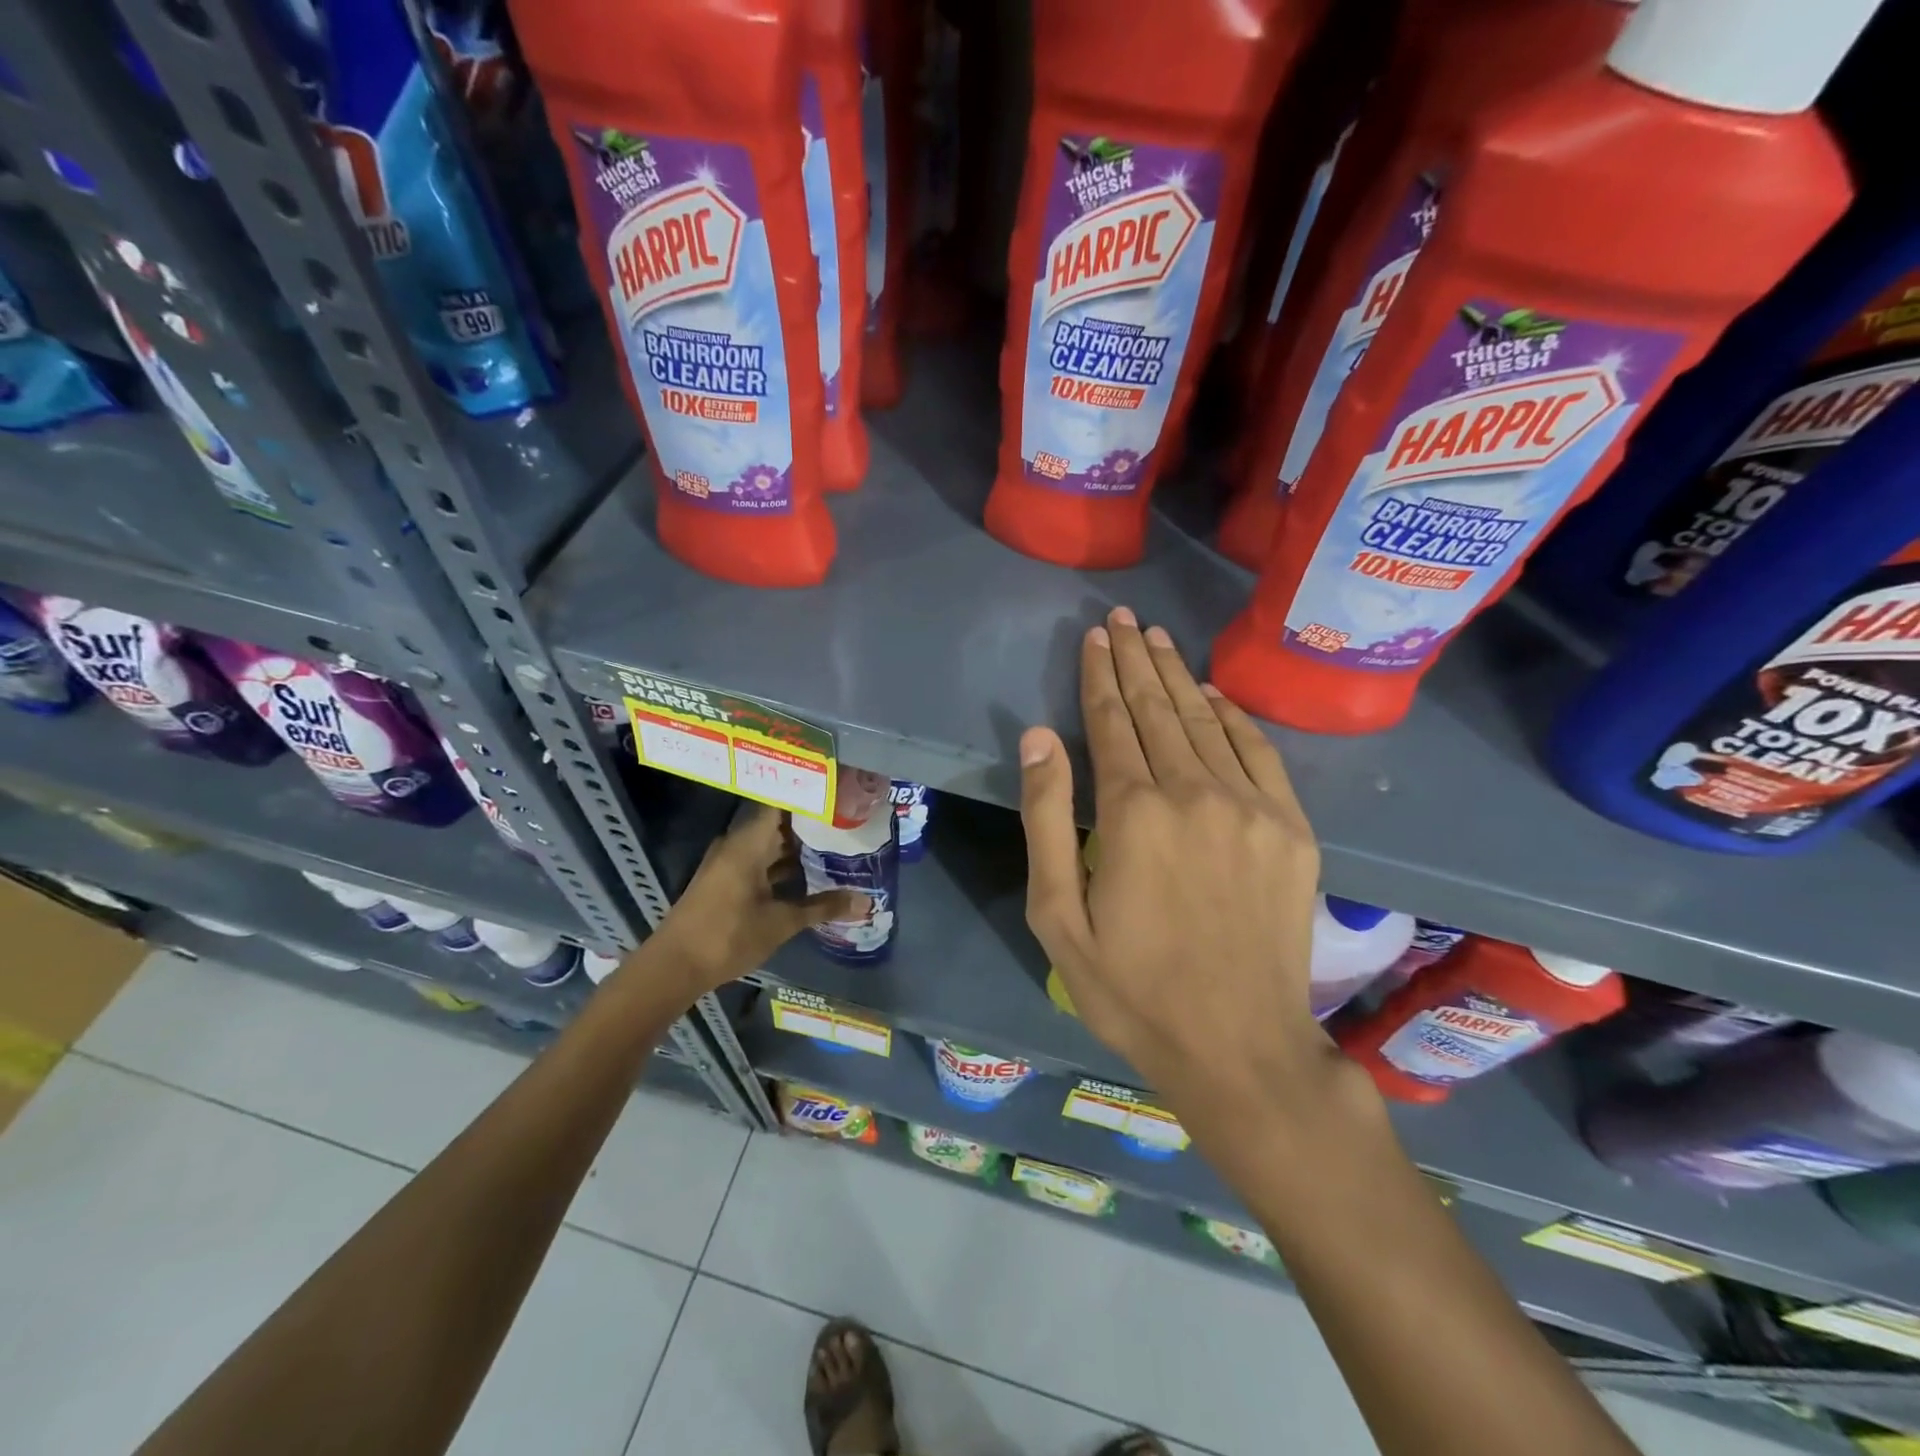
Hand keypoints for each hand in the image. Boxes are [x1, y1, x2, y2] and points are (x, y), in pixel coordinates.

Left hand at [648, 803, 868, 995]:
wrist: (673, 967)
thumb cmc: (728, 936)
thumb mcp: (781, 922)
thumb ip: (824, 907)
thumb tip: (866, 901)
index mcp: (748, 843)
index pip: (782, 803)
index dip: (810, 798)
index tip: (841, 795)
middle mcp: (737, 844)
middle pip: (779, 824)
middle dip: (812, 825)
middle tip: (850, 822)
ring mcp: (729, 863)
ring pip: (770, 845)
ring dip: (799, 848)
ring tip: (838, 846)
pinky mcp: (726, 881)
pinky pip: (761, 862)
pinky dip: (784, 866)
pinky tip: (811, 876)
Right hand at [1018, 606, 1340, 1140]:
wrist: (1241, 1047)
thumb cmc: (1132, 988)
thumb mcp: (1058, 916)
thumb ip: (1047, 819)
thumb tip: (1038, 737)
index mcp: (1133, 812)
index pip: (1109, 722)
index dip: (1099, 674)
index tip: (1094, 636)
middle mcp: (1195, 792)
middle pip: (1158, 708)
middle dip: (1136, 659)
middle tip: (1124, 618)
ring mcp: (1252, 807)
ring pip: (1206, 721)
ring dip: (1178, 676)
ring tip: (1159, 639)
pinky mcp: (1292, 829)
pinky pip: (1258, 752)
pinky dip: (1232, 716)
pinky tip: (1213, 696)